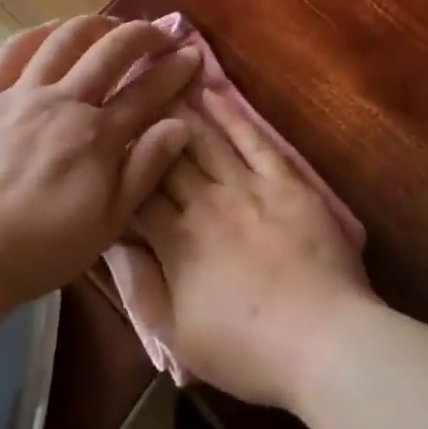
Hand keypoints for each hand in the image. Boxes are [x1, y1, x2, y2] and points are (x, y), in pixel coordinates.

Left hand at [0, 17, 198, 305]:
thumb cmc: (42, 248)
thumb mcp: (108, 222)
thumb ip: (145, 169)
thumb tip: (181, 125)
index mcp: (97, 135)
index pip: (146, 91)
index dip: (174, 70)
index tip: (191, 55)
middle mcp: (63, 102)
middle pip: (110, 52)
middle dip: (141, 34)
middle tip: (158, 32)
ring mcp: (20, 95)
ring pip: (63, 40)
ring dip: (93, 24)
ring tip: (108, 25)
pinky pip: (10, 52)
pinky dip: (37, 34)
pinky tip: (51, 31)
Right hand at [123, 89, 374, 410]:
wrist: (324, 341)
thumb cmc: (246, 349)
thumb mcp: (176, 334)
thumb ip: (139, 285)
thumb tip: (112, 242)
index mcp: (175, 240)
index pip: (136, 192)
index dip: (118, 166)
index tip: (103, 140)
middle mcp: (205, 202)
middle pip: (166, 156)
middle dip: (143, 124)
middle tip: (125, 92)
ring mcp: (247, 187)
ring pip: (205, 139)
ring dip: (180, 109)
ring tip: (159, 79)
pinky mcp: (284, 182)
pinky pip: (253, 139)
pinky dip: (231, 114)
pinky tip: (213, 91)